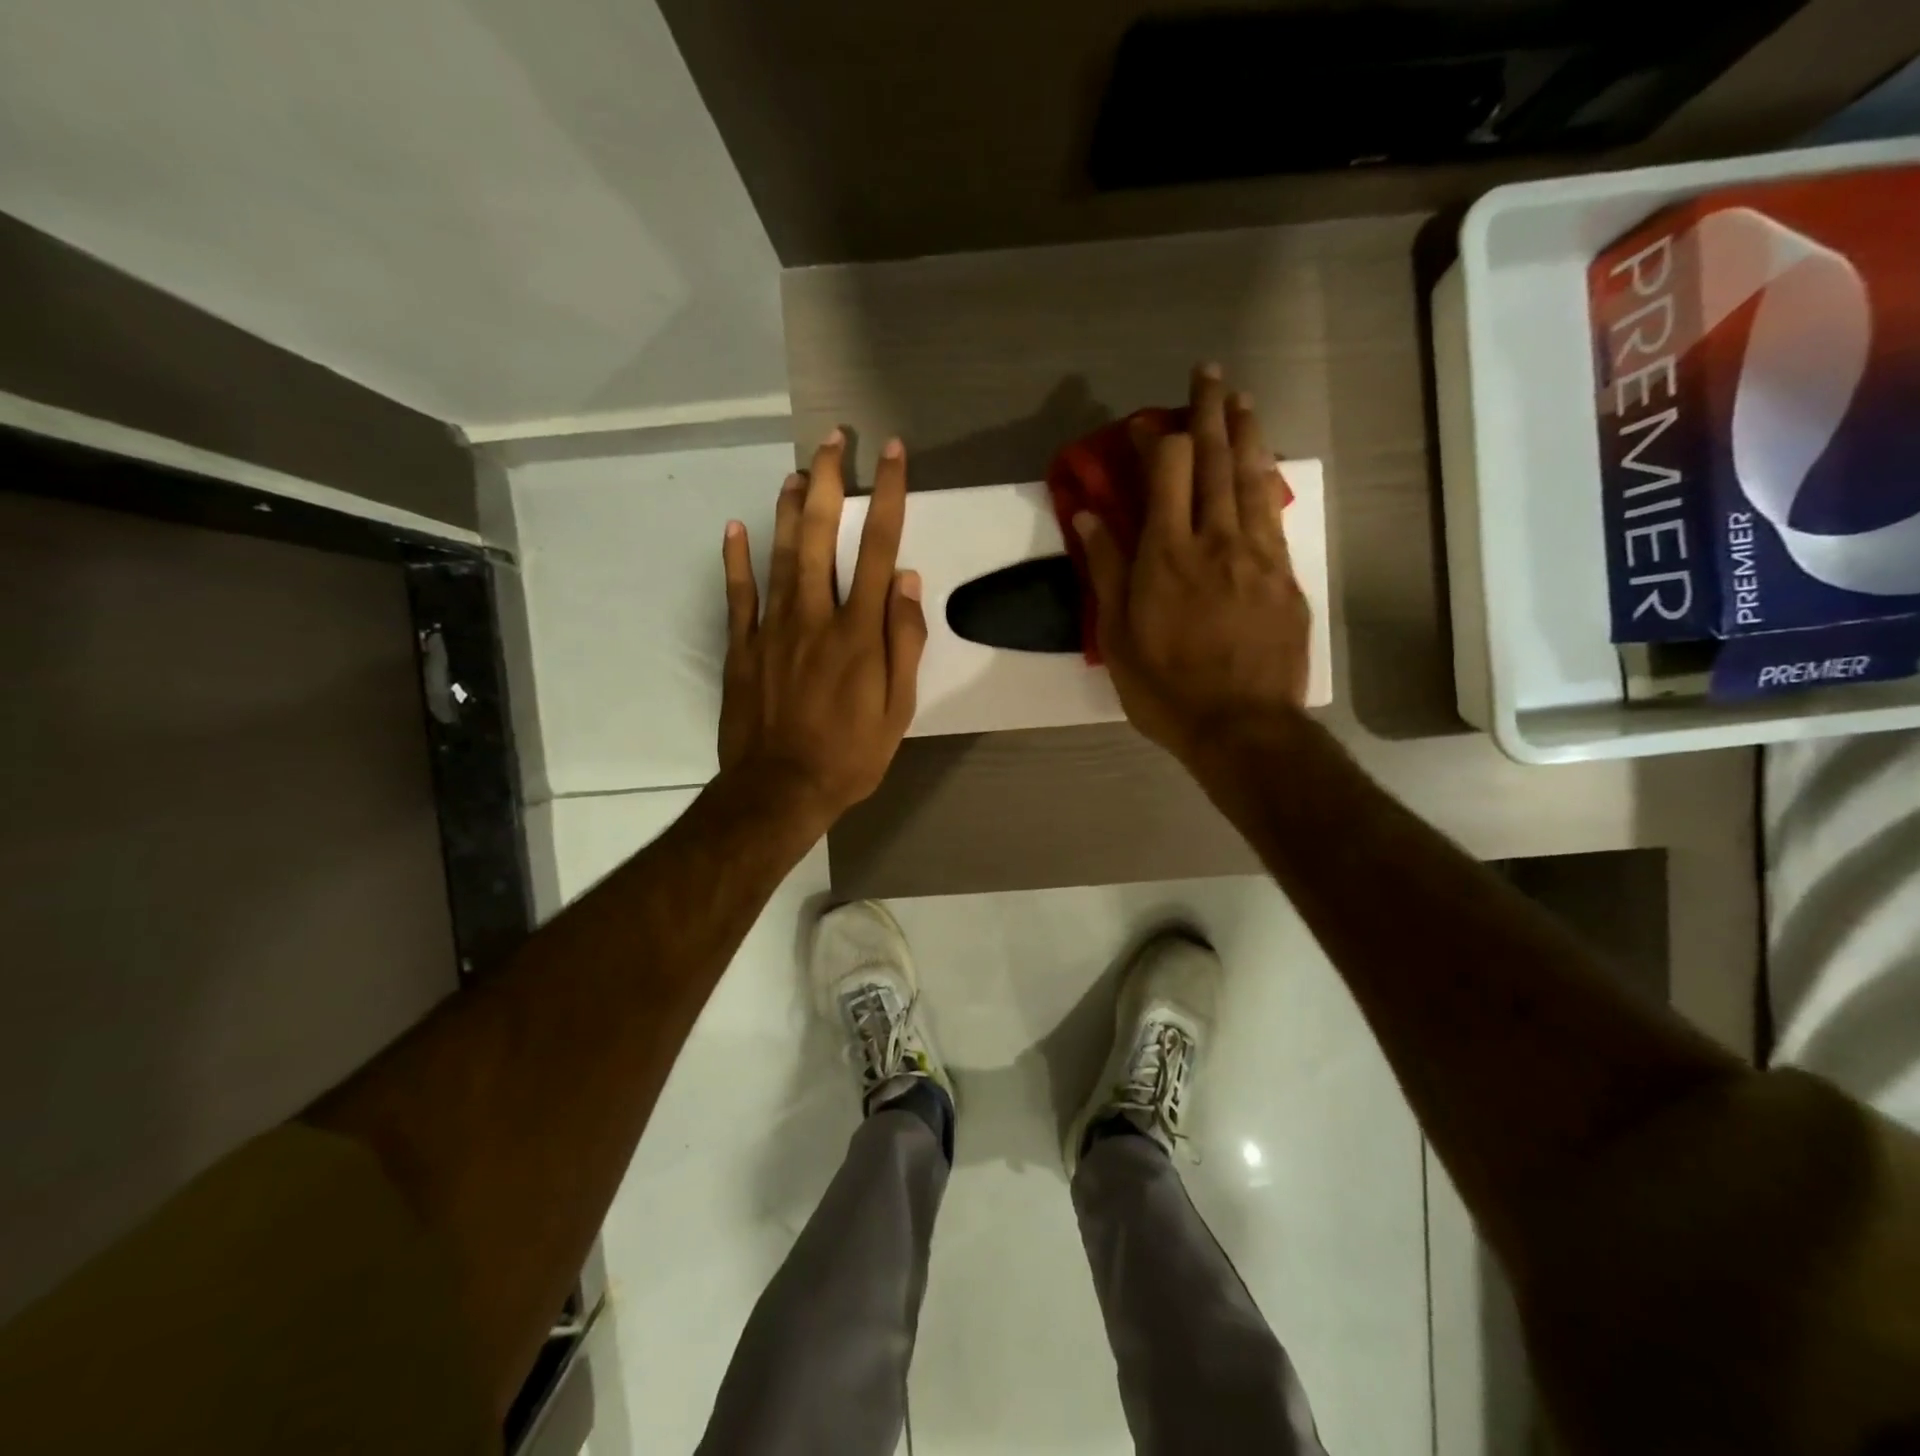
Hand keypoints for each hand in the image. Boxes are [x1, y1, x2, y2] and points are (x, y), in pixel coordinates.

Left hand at [717, 431, 926, 829]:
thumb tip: (907, 581)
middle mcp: (815, 616)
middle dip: (830, 481)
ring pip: (779, 553)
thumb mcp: (898, 710)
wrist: (780, 790)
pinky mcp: (742, 647)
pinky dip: (735, 559)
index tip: (893, 454)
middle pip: (820, 535)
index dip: (888, 496)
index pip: (878, 548)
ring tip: (797, 470)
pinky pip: (738, 594)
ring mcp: (773, 628)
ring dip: (788, 507)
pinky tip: (735, 526)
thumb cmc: (850, 755)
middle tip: (834, 440)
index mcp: (859, 632)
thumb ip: (904, 643)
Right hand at [1075, 364, 1310, 763]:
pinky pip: (1274, 513)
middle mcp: (1216, 540)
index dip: (1153, 437)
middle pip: (1214, 459)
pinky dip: (1266, 479)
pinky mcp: (1284, 576)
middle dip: (1209, 410)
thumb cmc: (1166, 689)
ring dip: (1245, 432)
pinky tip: (1264, 464)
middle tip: (1208, 370)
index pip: (1165, 471)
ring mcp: (1257, 555)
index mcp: (1167, 554)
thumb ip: (1105, 569)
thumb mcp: (1118, 637)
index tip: (1141, 421)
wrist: (1242, 726)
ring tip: (1241, 398)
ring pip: (1251, 477)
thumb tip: (1089, 513)